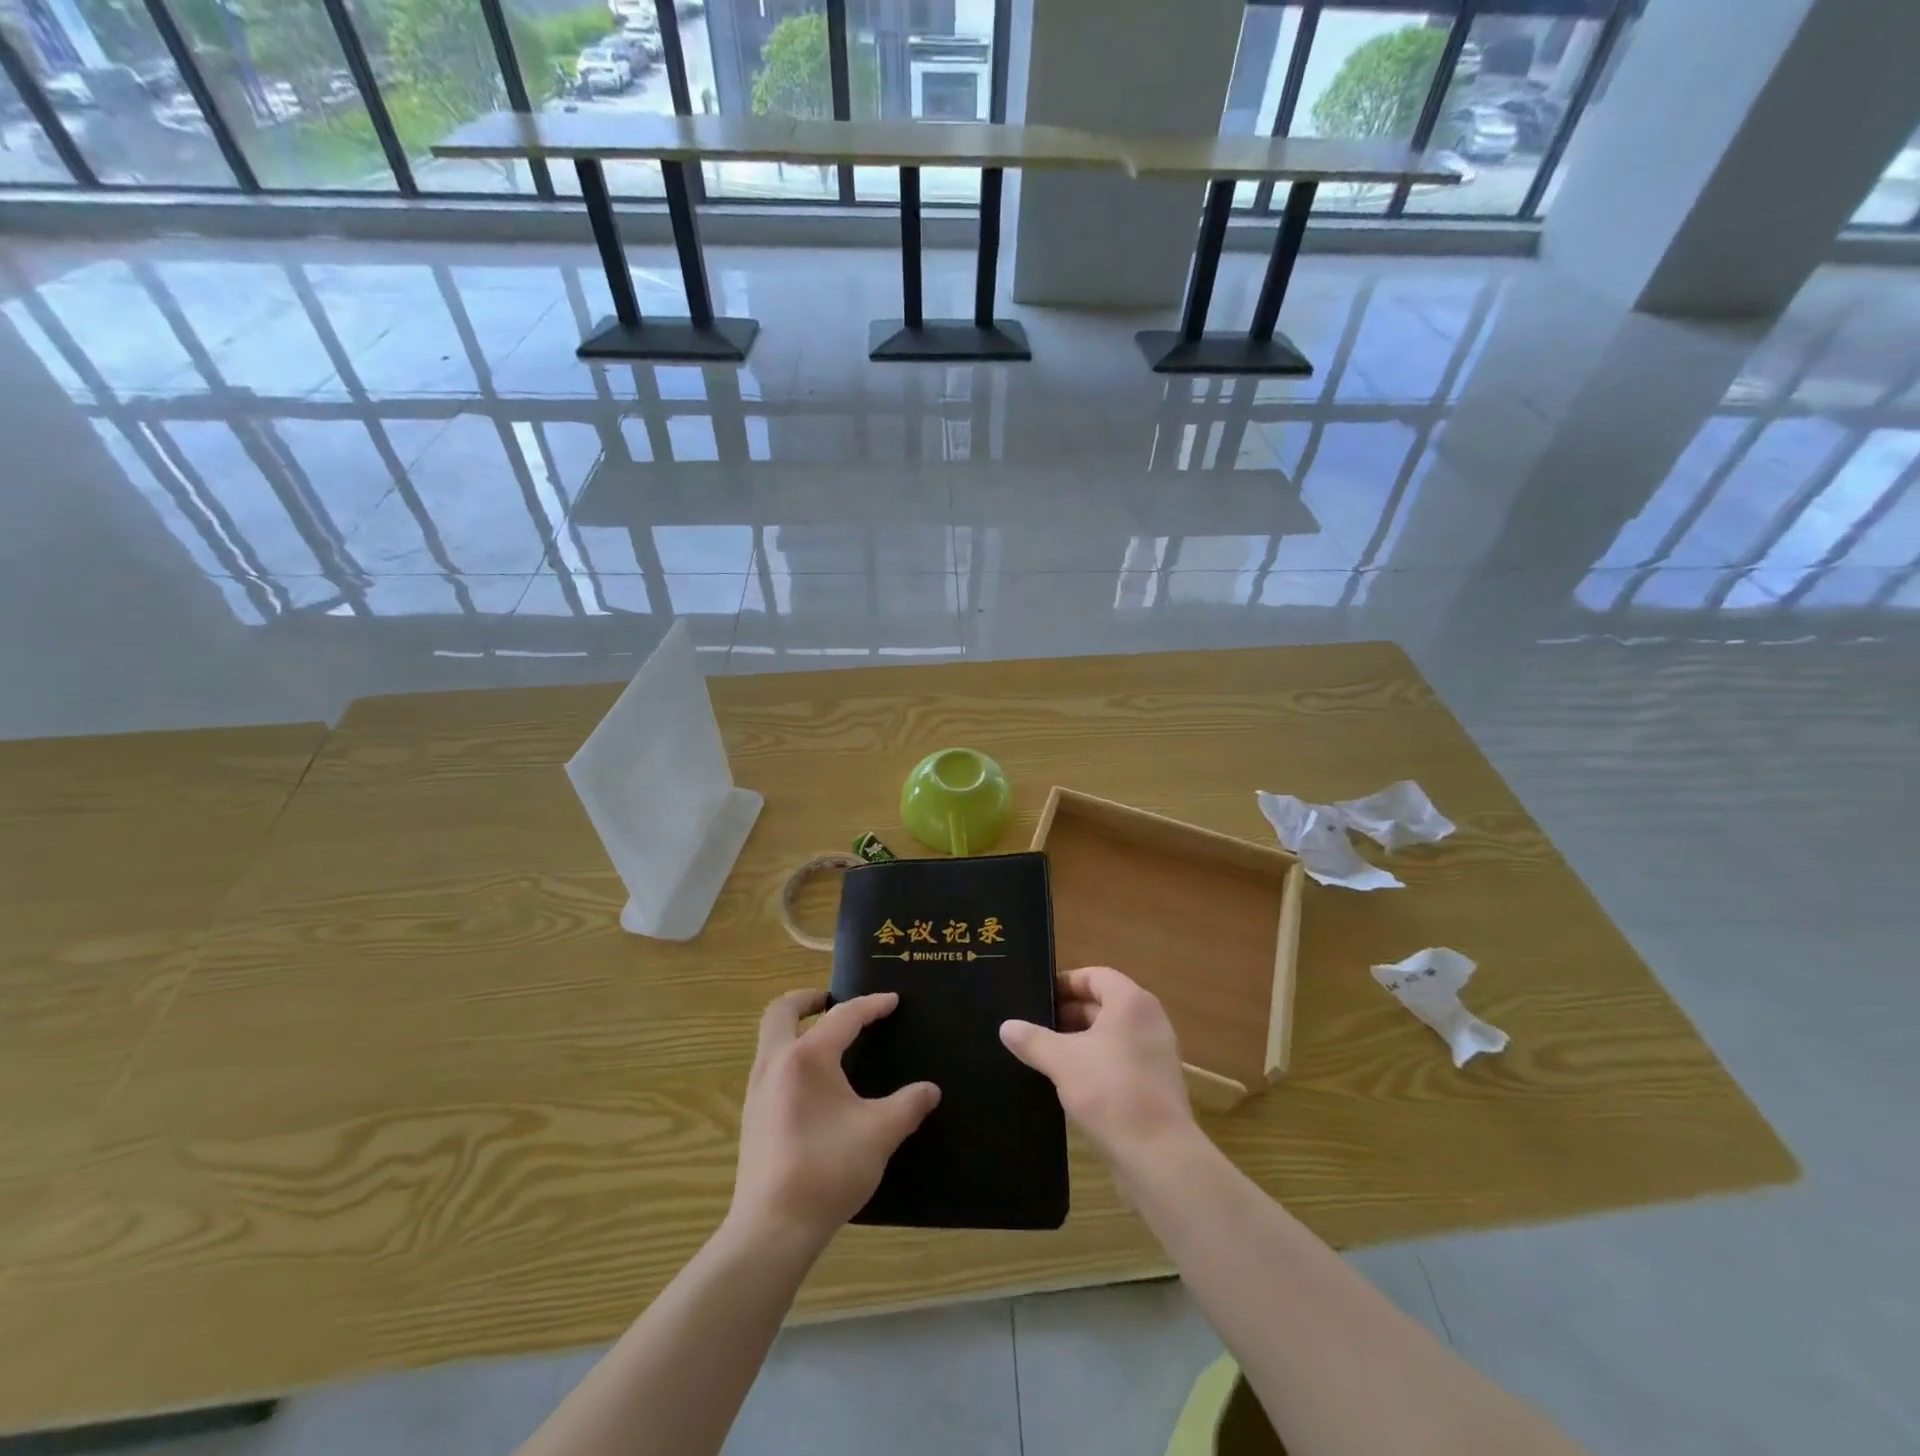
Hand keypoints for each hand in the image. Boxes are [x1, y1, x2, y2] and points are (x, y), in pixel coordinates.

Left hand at [727, 990, 939, 1255]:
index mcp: (807, 1057)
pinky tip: (812, 1083)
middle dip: (807, 999)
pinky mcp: (751, 1116)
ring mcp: (757, 1090)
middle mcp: (775, 1063)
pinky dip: (788, 1055)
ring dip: (795, 1027)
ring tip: (826, 1039)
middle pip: (781, 1011)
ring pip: (769, 1038)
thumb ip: (908, 1105)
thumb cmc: (828, 1170)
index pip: (843, 1016)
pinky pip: (769, 1066)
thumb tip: (930, 1091)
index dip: (871, 1005)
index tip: (892, 1000)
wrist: (773, 1229)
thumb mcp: (880, 1133)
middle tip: (832, 1000)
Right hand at [999, 966, 1195, 1165]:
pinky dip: (1097, 1062)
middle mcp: (1149, 1020)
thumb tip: (1006, 1026)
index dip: (1065, 983)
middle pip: (1104, 1004)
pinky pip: (1121, 1060)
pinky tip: (1070, 1082)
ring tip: (1045, 1054)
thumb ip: (1033, 1040)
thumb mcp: (1062, 1062)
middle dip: (1068, 1014)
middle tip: (1034, 1027)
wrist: (1159, 1156)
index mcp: (1131, 1002)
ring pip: (1111, 1035)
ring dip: (1080, 1040)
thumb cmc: (1110, 1092)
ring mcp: (1156, 1053)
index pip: (1095, 976)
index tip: (1037, 998)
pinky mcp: (1156, 1084)